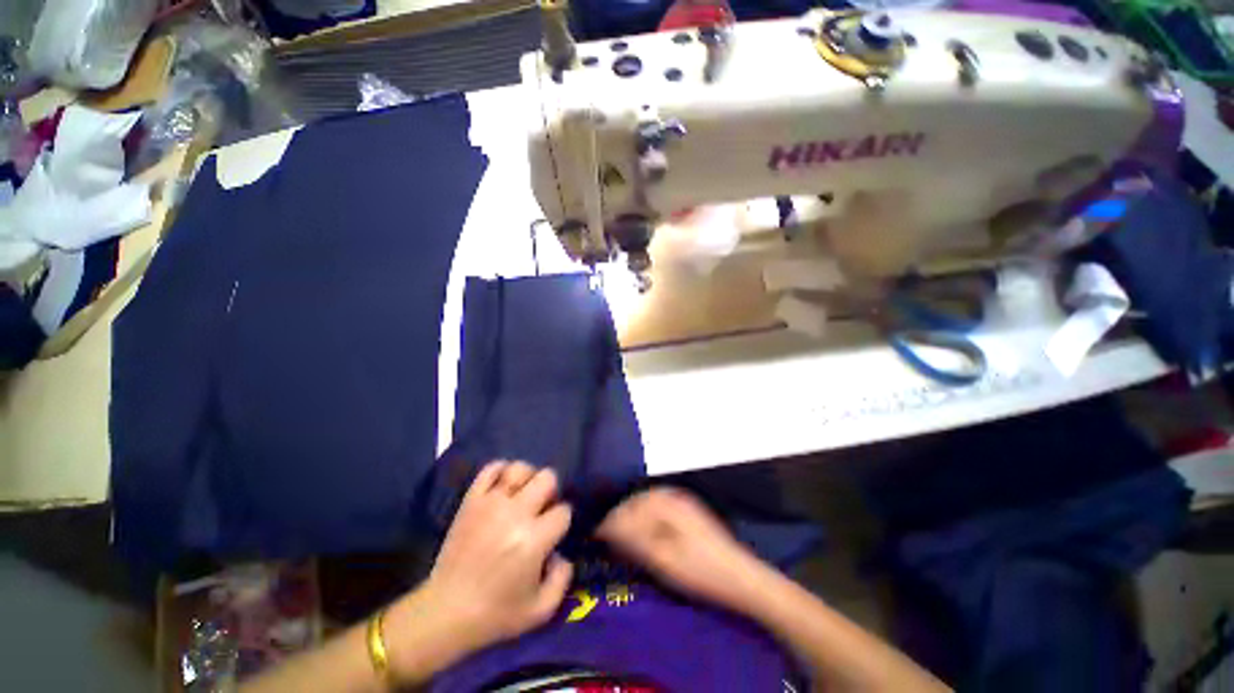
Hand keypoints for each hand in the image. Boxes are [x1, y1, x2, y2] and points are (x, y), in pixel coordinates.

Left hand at [385, 462, 573, 678]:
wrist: (445, 613)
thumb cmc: (496, 614)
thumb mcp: (541, 610)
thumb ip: (563, 578)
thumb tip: (561, 552)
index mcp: (534, 539)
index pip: (563, 511)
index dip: (562, 520)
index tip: (554, 532)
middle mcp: (515, 513)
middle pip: (547, 478)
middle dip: (551, 493)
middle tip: (542, 510)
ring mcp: (491, 502)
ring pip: (521, 468)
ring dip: (528, 479)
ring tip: (523, 496)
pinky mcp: (471, 500)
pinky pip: (491, 469)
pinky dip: (501, 471)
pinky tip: (504, 486)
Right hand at [597, 487, 764, 612]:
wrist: (741, 578)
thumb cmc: (700, 571)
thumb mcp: (663, 558)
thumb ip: (634, 538)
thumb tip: (608, 525)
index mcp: (666, 504)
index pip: (628, 506)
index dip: (610, 520)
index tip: (595, 534)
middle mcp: (673, 496)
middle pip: (636, 501)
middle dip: (620, 516)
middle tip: (606, 536)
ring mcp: (684, 503)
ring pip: (647, 503)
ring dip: (632, 517)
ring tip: (621, 536)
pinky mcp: (691, 512)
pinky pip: (659, 507)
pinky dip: (646, 518)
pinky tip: (645, 533)